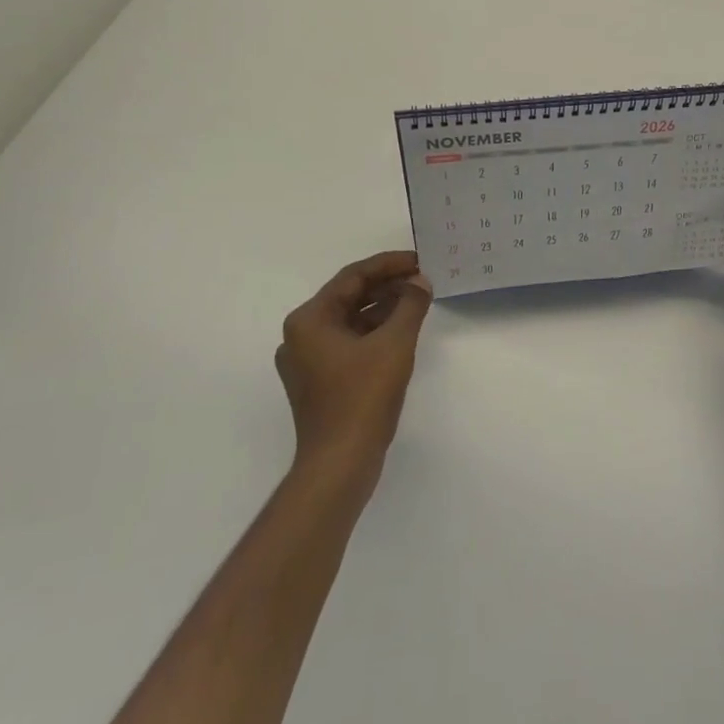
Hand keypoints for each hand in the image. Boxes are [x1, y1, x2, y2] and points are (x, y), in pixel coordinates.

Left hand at [277, 251, 432, 485]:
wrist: (340, 463)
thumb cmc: (363, 397)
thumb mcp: (394, 344)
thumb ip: (410, 305)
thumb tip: (420, 282)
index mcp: (309, 320)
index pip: (352, 277)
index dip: (389, 265)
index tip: (419, 260)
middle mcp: (301, 336)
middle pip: (349, 297)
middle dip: (387, 286)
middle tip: (422, 279)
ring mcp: (308, 361)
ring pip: (350, 321)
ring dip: (383, 309)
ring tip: (417, 301)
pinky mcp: (319, 382)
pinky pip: (349, 343)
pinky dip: (374, 333)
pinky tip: (401, 331)